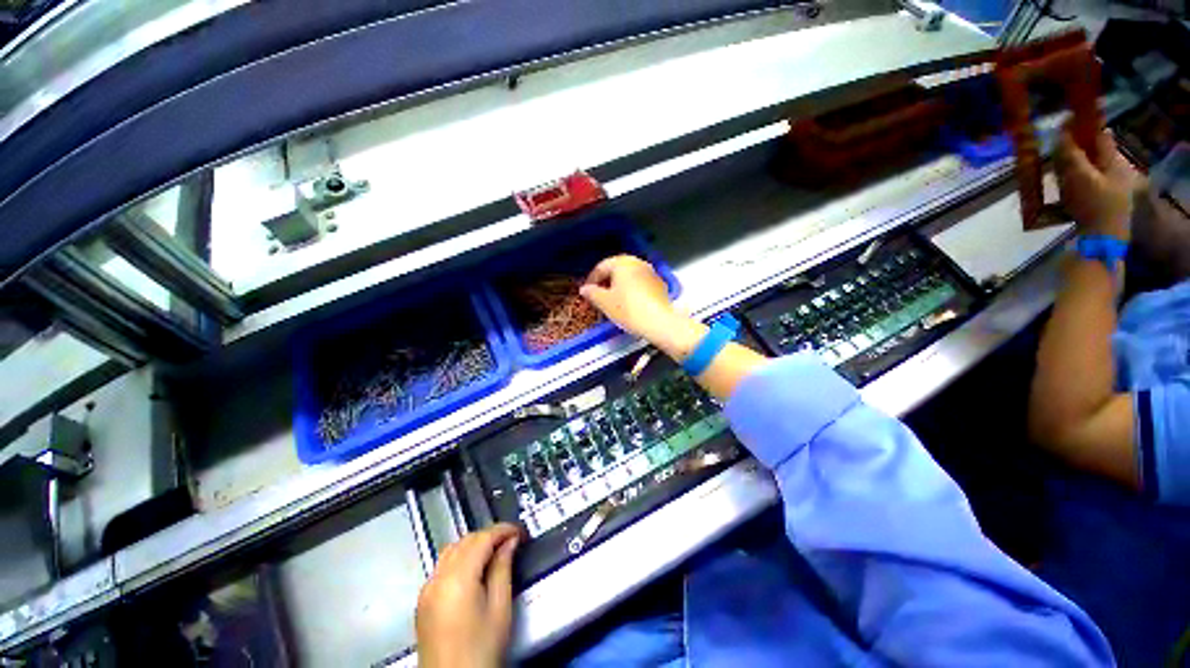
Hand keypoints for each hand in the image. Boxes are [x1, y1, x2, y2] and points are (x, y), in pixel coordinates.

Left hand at [416, 524, 521, 667]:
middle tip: (511, 541)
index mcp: (457, 578)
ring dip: (474, 545)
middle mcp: (437, 579)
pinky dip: (460, 558)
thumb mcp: (500, 609)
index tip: (520, 532)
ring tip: (495, 552)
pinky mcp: (423, 602)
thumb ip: (503, 569)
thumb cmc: (481, 650)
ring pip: (451, 550)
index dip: (503, 530)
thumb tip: (510, 542)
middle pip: (465, 541)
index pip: (482, 538)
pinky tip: (474, 569)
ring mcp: (426, 590)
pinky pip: (442, 566)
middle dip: (489, 535)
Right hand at [579, 255, 680, 343]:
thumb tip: (585, 289)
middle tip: (598, 296)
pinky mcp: (660, 285)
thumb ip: (592, 293)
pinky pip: (640, 284)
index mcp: (622, 262)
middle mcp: (638, 262)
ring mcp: (651, 272)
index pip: (601, 267)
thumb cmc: (628, 309)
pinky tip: (628, 304)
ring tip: (612, 301)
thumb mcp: (605, 302)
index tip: (586, 292)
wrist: (659, 322)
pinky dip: (631, 291)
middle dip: (605, 282)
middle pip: (616, 270)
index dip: (591, 280)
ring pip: (629, 277)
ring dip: (618, 286)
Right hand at [1055, 127, 1143, 240]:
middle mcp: (1116, 171)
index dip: (1082, 127)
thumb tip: (1060, 130)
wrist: (1101, 243)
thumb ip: (1069, 152)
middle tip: (1052, 151)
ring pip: (1086, 170)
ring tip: (1052, 171)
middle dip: (1072, 150)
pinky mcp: (1100, 204)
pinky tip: (1059, 191)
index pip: (1099, 135)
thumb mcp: (1079, 176)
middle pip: (1092, 153)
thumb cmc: (1093, 205)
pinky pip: (1083, 186)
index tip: (1062, 124)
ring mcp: (1110, 189)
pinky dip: (1070, 185)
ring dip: (1069, 169)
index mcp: (1116, 161)